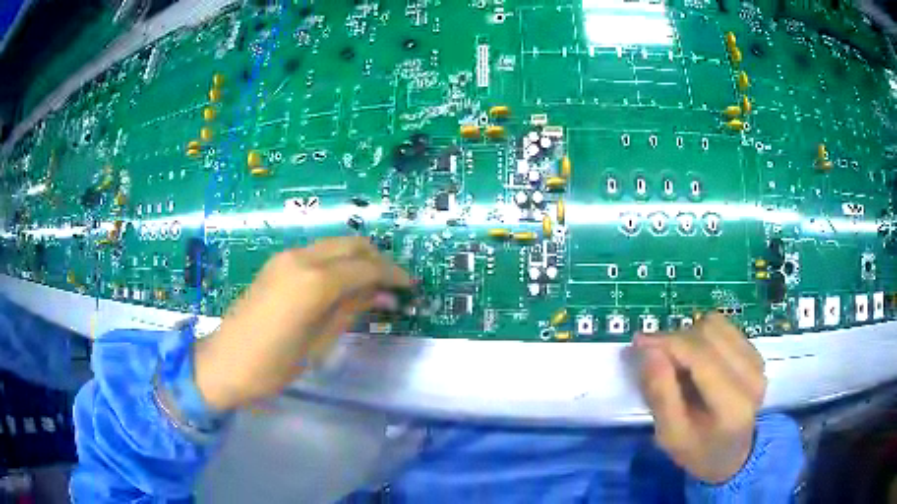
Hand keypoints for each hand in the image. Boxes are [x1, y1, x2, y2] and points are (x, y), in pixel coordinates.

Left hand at [193, 237, 410, 410]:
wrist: (224, 363)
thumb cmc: (273, 365)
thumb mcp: (319, 343)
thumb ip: (351, 310)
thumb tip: (383, 294)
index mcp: (314, 281)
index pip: (365, 267)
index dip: (392, 275)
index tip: (410, 287)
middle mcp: (301, 258)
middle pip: (351, 244)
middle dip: (378, 260)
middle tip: (394, 285)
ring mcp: (285, 258)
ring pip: (334, 245)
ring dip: (357, 259)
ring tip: (371, 287)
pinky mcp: (276, 264)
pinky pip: (316, 253)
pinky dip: (337, 263)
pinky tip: (342, 286)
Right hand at [634, 314, 766, 483]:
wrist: (732, 454)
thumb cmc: (698, 450)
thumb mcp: (670, 435)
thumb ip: (661, 395)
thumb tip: (648, 350)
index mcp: (732, 404)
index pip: (701, 356)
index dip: (668, 343)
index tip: (638, 342)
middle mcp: (751, 375)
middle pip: (708, 334)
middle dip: (676, 340)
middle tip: (655, 357)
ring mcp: (757, 360)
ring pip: (715, 325)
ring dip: (690, 337)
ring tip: (678, 361)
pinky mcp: (756, 352)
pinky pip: (724, 327)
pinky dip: (703, 337)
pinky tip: (697, 359)